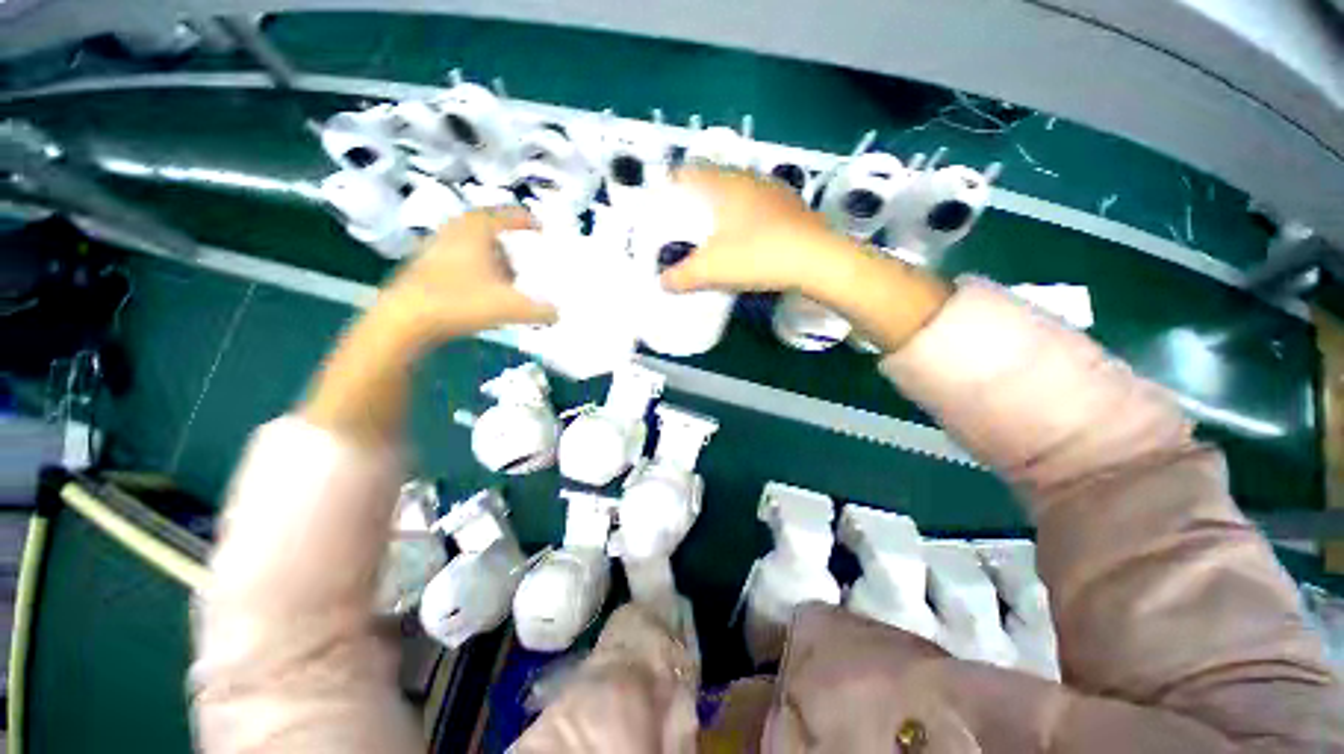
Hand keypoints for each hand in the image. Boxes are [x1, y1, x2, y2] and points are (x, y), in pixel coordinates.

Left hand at [378, 208, 557, 347]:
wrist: (405, 320)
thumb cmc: (460, 301)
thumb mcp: (511, 307)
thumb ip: (541, 311)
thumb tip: (557, 314)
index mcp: (476, 230)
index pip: (506, 214)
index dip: (525, 219)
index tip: (541, 228)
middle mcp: (455, 231)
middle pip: (488, 229)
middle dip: (509, 242)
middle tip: (525, 257)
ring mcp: (436, 248)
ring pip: (473, 246)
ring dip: (492, 258)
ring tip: (508, 278)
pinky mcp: (425, 267)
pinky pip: (460, 260)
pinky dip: (477, 270)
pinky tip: (484, 291)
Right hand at [663, 166, 950, 352]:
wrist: (818, 261)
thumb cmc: (757, 256)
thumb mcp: (711, 270)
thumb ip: (681, 276)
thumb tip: (662, 283)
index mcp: (724, 185)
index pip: (688, 172)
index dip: (672, 184)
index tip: (664, 204)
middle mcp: (748, 179)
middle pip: (714, 180)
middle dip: (697, 198)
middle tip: (687, 222)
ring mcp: (774, 191)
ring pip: (739, 192)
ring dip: (724, 207)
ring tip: (716, 232)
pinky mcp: (792, 207)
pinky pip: (759, 206)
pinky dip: (747, 217)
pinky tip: (748, 239)